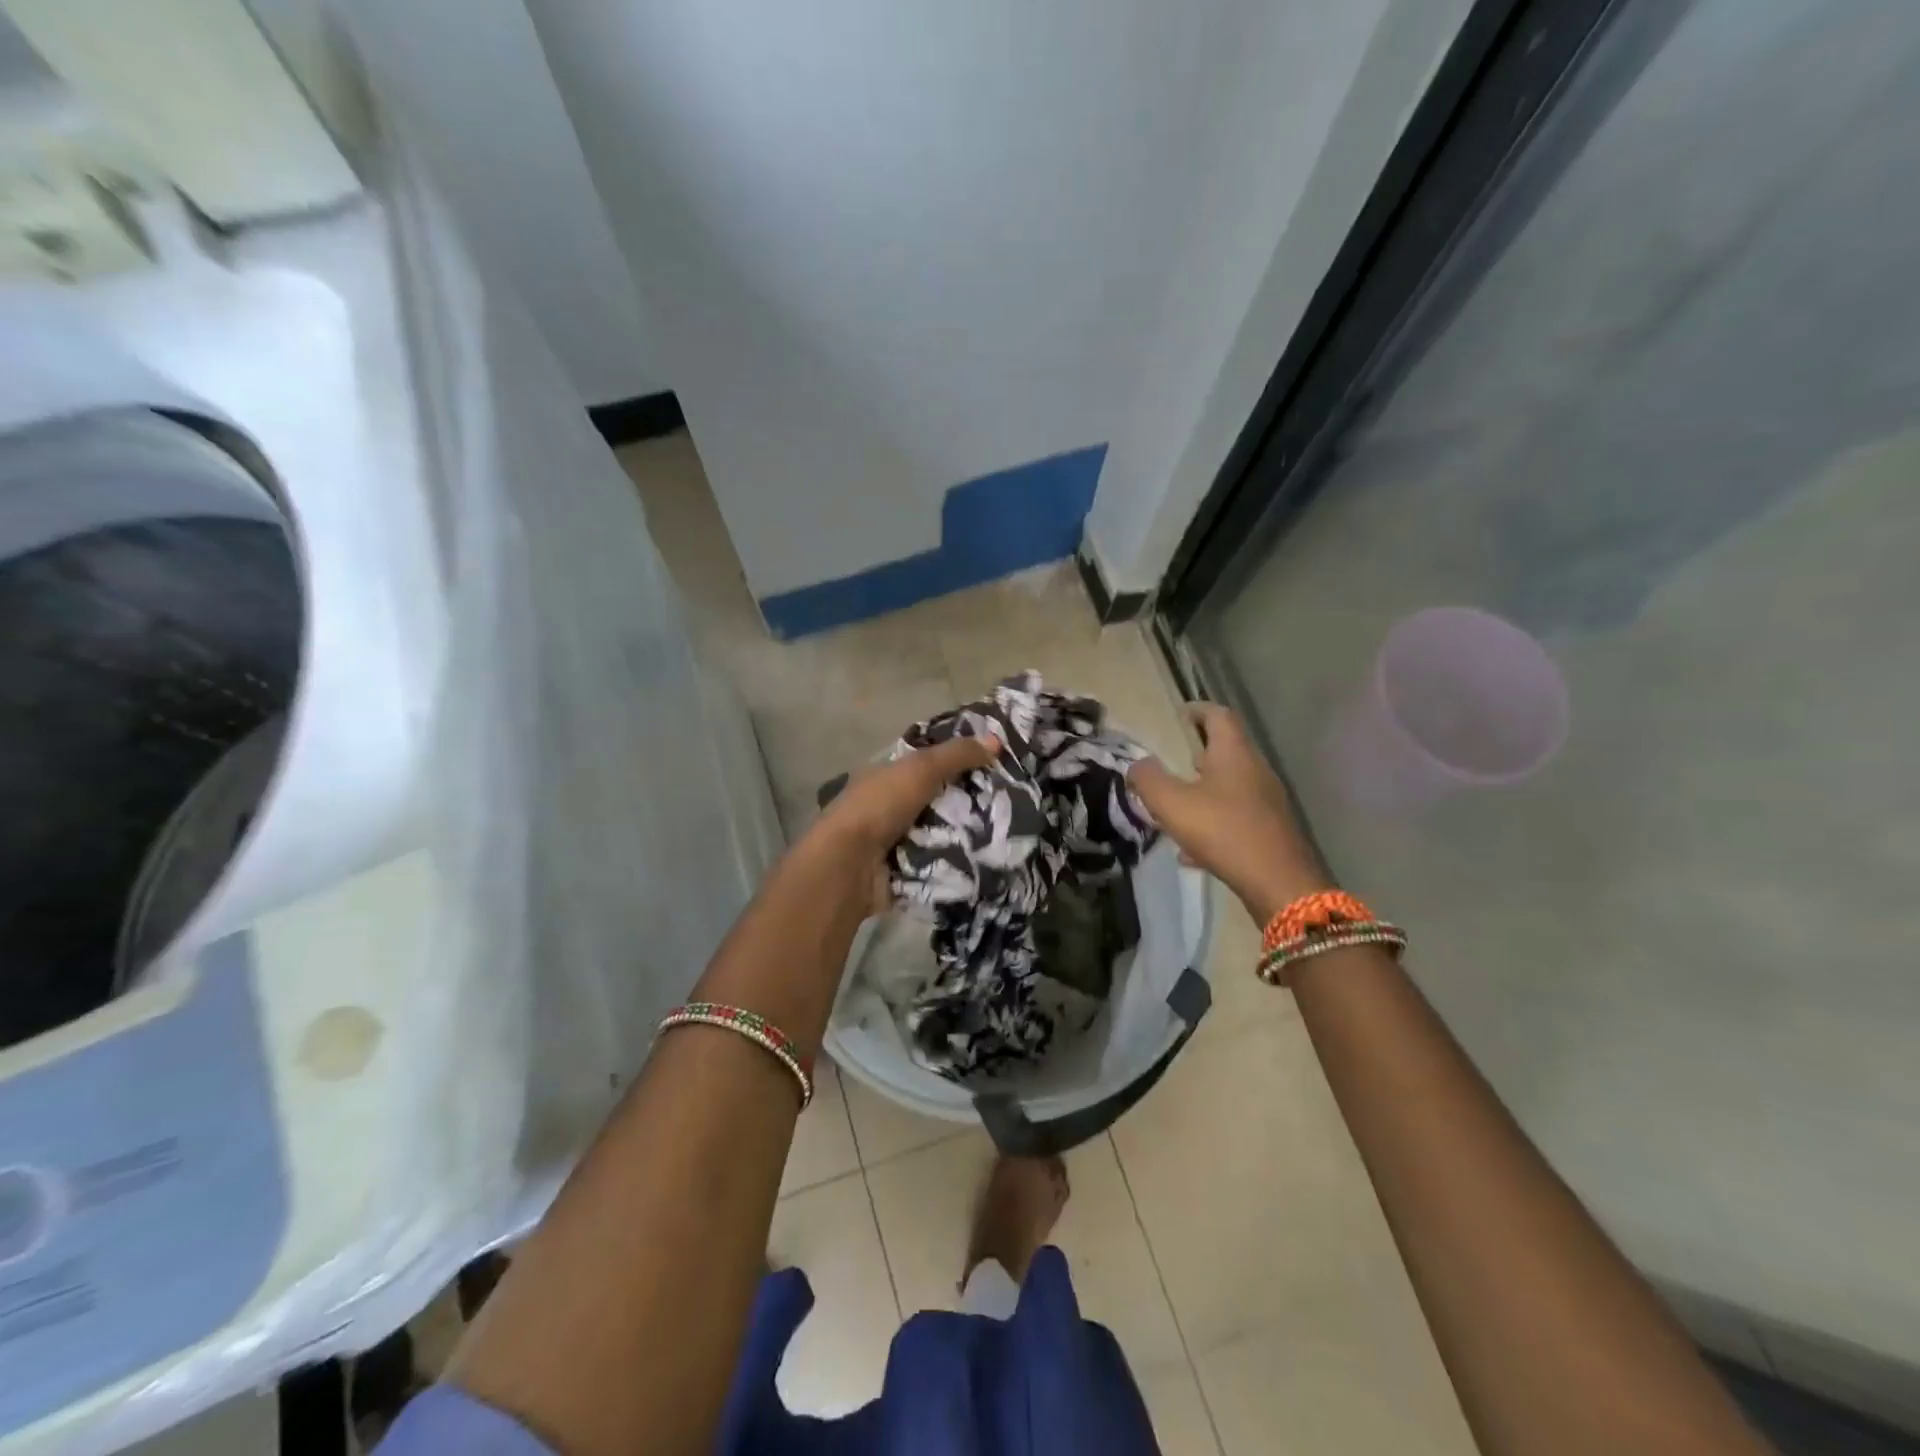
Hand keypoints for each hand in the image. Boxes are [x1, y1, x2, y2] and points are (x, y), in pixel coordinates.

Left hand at [803, 733, 1001, 911]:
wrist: (849, 865)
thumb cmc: (880, 806)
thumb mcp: (920, 769)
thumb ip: (957, 754)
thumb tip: (996, 739)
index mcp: (885, 775)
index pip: (927, 763)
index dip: (958, 761)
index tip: (994, 764)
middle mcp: (888, 805)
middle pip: (937, 799)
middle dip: (968, 802)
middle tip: (1007, 802)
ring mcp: (894, 841)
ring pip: (940, 832)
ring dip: (965, 834)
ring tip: (1005, 832)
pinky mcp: (903, 871)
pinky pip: (937, 864)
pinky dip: (956, 862)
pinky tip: (986, 858)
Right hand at [1128, 704, 1330, 922]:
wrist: (1279, 883)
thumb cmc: (1223, 831)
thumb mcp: (1172, 804)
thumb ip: (1149, 780)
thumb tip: (1138, 765)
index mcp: (1233, 754)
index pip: (1219, 716)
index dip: (1199, 710)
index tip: (1181, 714)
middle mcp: (1255, 771)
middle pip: (1228, 751)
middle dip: (1200, 753)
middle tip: (1175, 760)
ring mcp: (1267, 802)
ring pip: (1231, 786)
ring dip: (1205, 790)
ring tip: (1178, 805)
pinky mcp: (1270, 831)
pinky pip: (1236, 817)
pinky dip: (1214, 823)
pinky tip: (1192, 851)